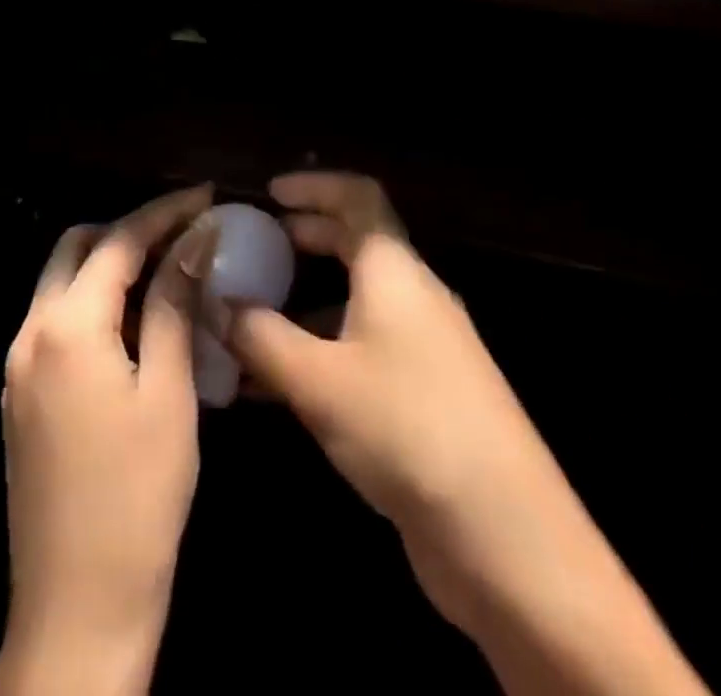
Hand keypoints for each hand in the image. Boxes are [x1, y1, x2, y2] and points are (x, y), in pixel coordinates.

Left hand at [0, 184, 214, 695]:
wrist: (78, 607)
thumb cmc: (138, 495)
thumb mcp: (168, 390)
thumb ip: (175, 304)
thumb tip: (196, 238)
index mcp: (66, 325)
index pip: (118, 241)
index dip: (165, 212)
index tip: (206, 196)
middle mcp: (30, 332)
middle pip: (77, 248)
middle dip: (130, 230)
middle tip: (184, 233)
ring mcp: (18, 365)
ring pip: (62, 282)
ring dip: (111, 265)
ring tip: (168, 272)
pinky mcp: (21, 394)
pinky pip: (57, 321)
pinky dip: (95, 302)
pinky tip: (137, 324)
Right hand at [217, 172, 547, 633]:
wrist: (506, 535)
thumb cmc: (406, 427)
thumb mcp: (317, 379)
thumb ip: (259, 335)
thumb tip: (215, 302)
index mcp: (395, 271)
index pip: (358, 198)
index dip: (313, 185)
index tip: (268, 194)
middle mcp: (414, 297)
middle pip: (356, 244)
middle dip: (303, 239)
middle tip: (254, 248)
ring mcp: (425, 347)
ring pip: (356, 302)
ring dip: (304, 302)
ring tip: (250, 319)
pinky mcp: (425, 394)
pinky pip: (362, 349)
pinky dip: (320, 349)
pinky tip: (275, 386)